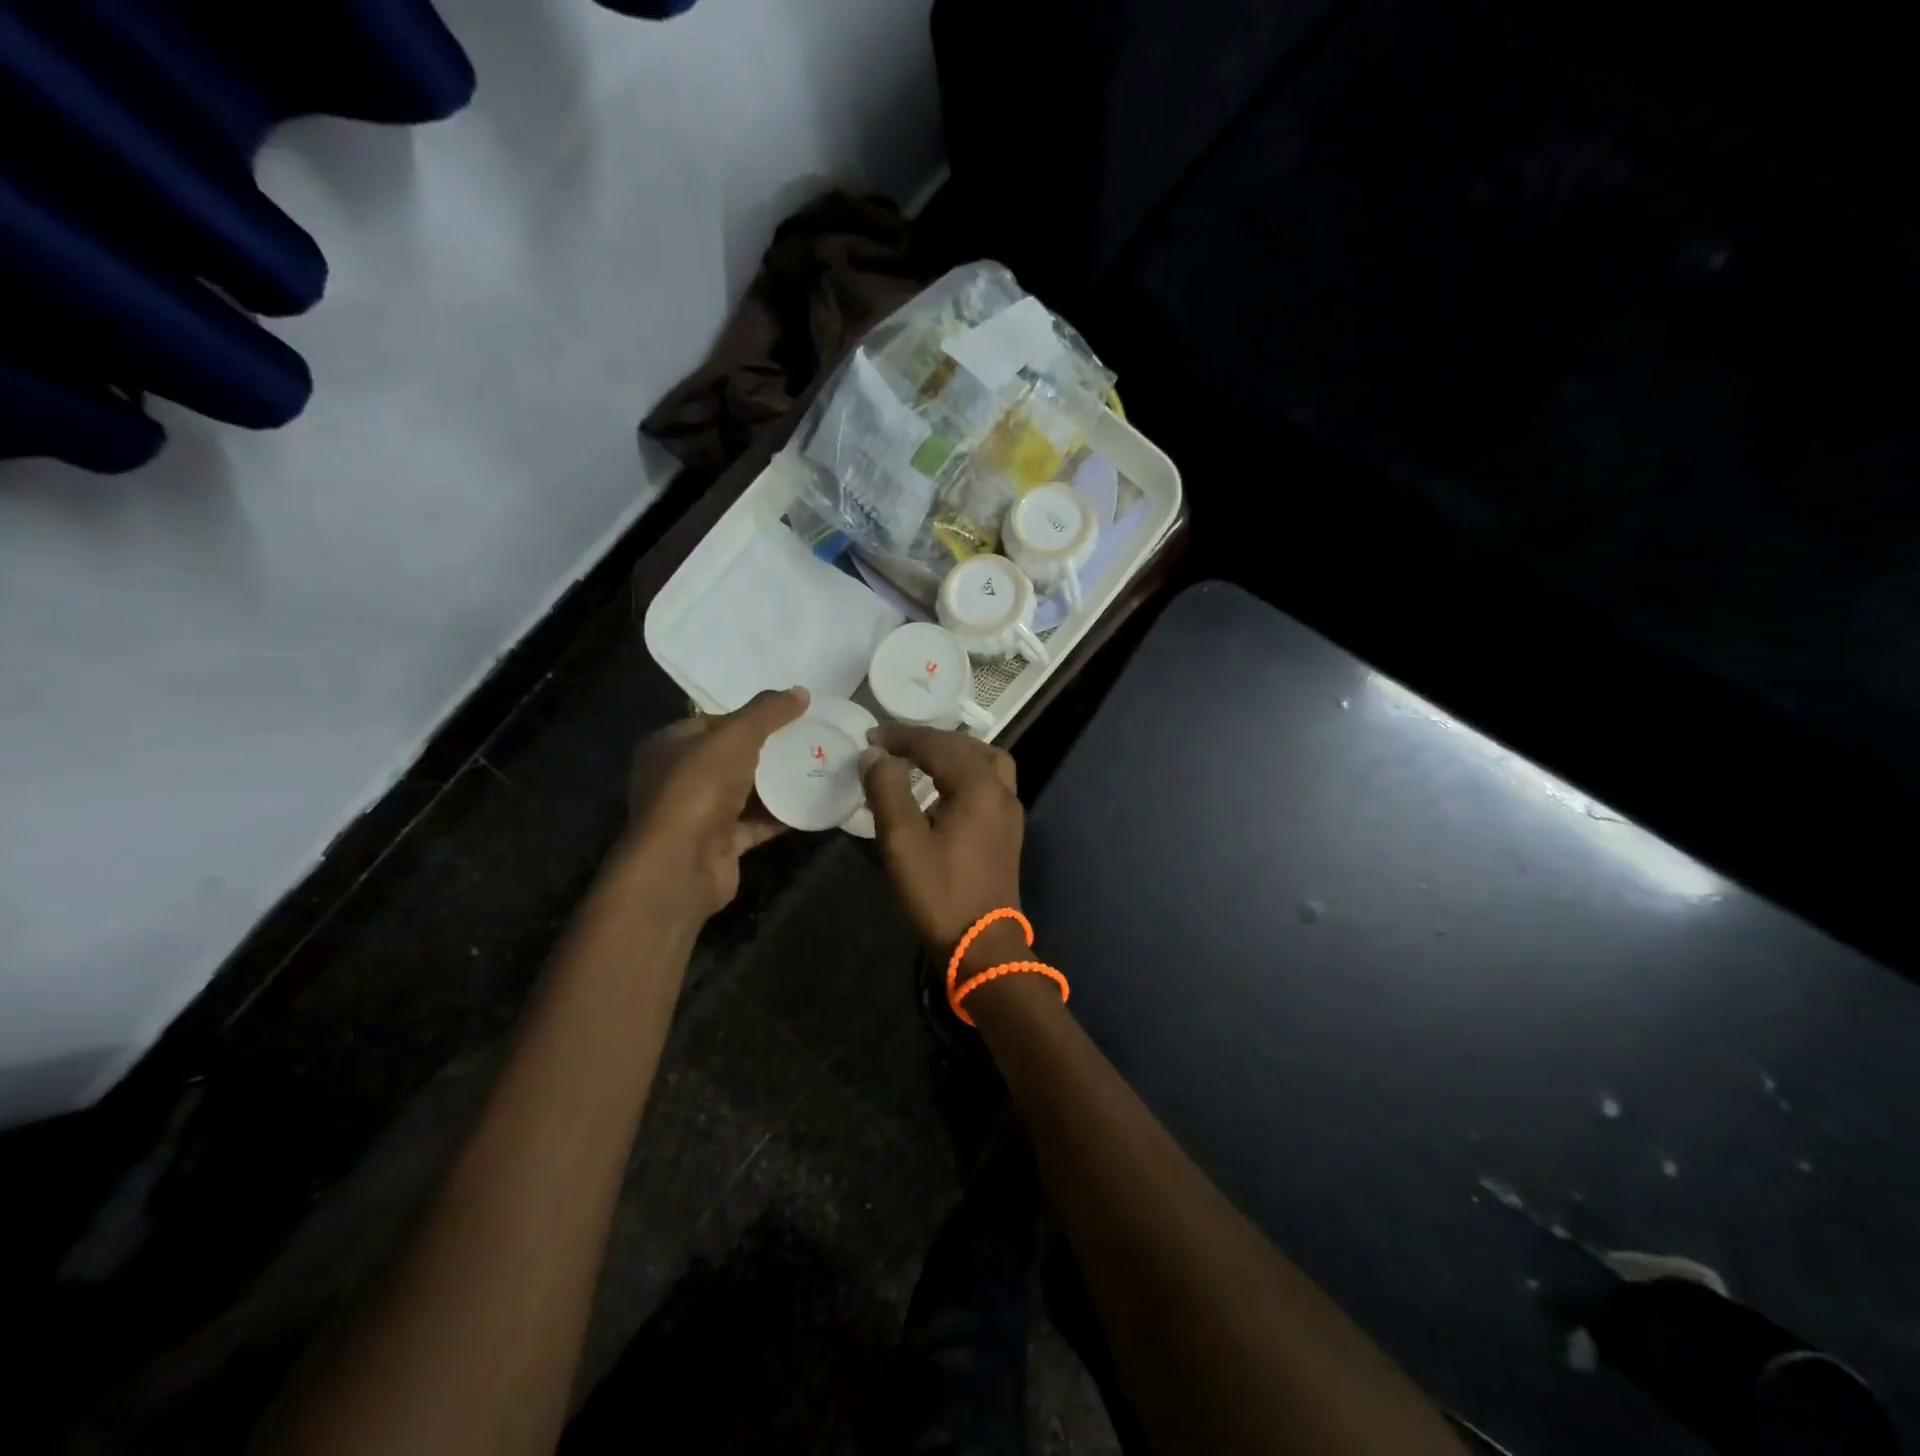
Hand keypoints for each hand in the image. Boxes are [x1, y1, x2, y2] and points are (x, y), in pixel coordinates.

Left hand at [625, 687, 807, 917]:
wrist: (682, 865)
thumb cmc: (698, 789)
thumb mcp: (735, 737)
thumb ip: (767, 712)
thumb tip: (800, 692)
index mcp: (668, 745)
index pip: (712, 721)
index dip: (748, 716)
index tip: (788, 715)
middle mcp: (677, 778)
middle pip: (730, 757)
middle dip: (768, 749)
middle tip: (808, 739)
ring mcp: (697, 814)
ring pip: (744, 791)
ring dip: (776, 783)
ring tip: (817, 766)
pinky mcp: (719, 843)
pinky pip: (755, 823)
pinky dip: (779, 815)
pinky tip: (812, 803)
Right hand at [859, 726, 1023, 954]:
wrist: (982, 944)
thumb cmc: (939, 892)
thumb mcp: (902, 841)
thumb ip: (887, 790)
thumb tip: (875, 754)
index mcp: (978, 786)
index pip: (937, 745)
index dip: (902, 737)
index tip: (870, 736)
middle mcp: (1001, 790)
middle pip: (965, 747)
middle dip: (927, 741)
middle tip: (892, 745)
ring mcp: (1010, 810)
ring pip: (985, 761)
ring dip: (953, 752)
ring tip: (920, 758)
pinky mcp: (1008, 830)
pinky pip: (989, 782)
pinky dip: (965, 771)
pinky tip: (943, 787)